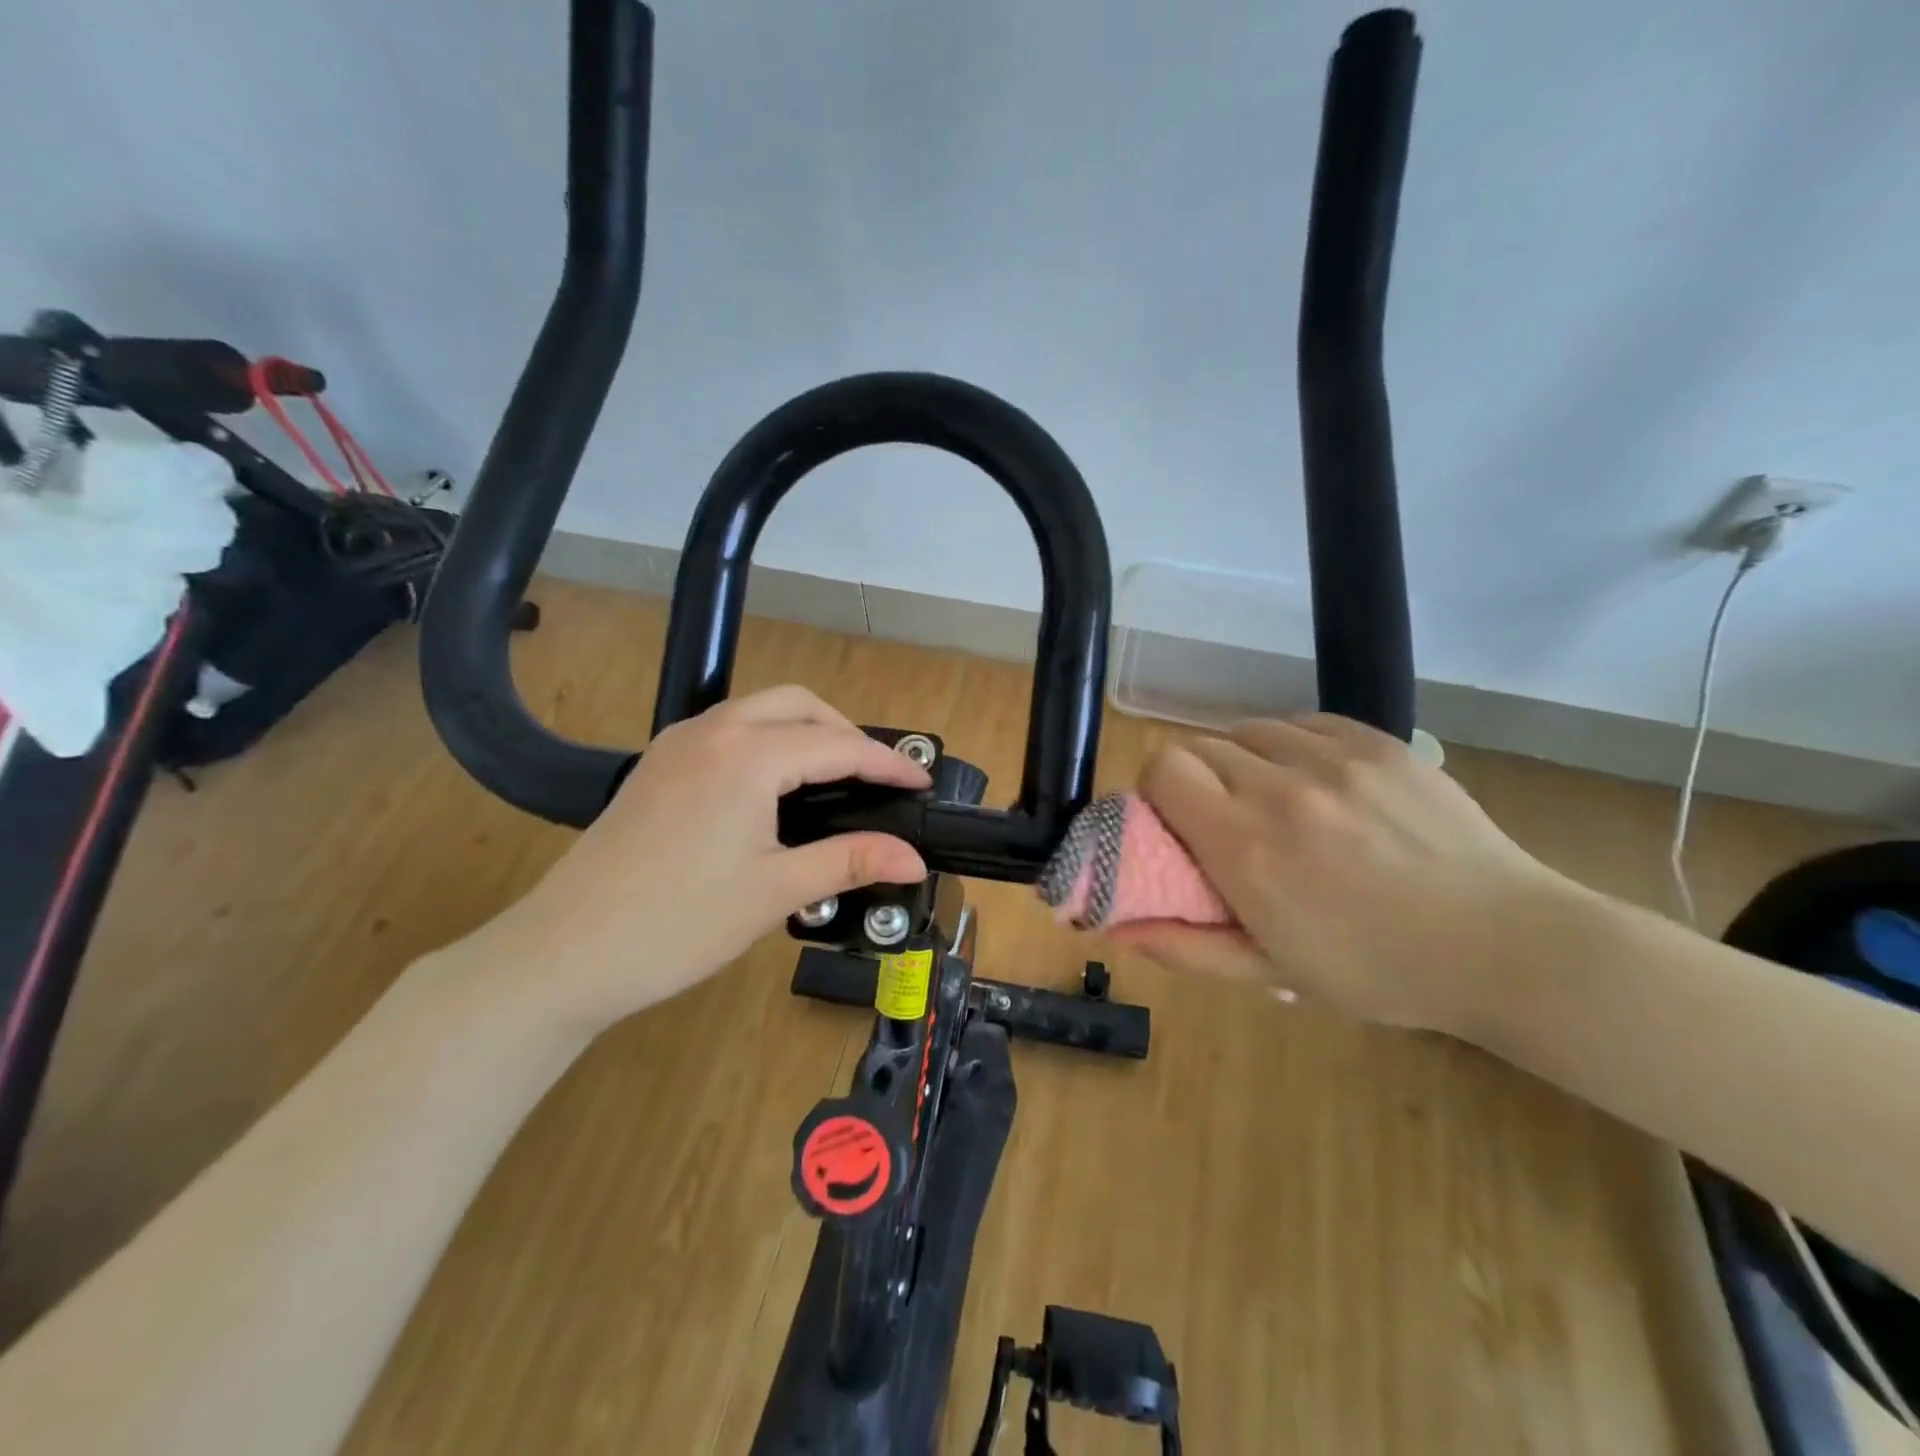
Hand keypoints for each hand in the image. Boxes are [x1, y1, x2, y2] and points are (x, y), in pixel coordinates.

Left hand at [463, 686, 929, 1035]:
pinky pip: (728, 730)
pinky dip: (767, 741)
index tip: (921, 784)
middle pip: (797, 704)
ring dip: (804, 730)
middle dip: (844, 731)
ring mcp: (677, 744)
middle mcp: (712, 731)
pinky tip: (775, 787)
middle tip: (874, 778)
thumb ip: (849, 861)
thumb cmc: (678, 923)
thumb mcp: (776, 891)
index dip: (886, 764)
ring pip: (759, 711)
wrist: (564, 953)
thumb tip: (914, 857)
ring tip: (833, 779)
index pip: (837, 745)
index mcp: (747, 756)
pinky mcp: (657, 765)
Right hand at [1118, 714, 1576, 1034]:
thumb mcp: (1272, 972)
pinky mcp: (1377, 741)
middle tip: (1224, 821)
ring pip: (1247, 728)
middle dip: (1195, 780)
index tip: (1174, 822)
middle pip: (1198, 745)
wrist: (1504, 945)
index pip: (1163, 768)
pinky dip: (1289, 745)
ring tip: (1272, 800)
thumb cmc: (1378, 970)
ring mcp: (1334, 758)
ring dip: (1241, 760)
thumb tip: (1115, 928)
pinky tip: (1315, 782)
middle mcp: (1281, 789)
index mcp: (1246, 847)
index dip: (1157, 790)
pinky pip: (1302, 722)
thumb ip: (1184, 946)